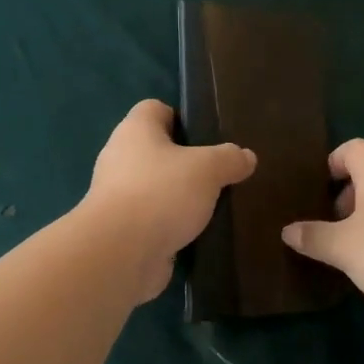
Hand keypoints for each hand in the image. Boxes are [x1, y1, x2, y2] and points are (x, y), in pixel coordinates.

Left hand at [83, 99, 256, 300]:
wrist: (120, 254)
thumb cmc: (161, 194)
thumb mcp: (207, 168)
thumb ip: (229, 159)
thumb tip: (246, 157)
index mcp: (135, 130)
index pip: (156, 109)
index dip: (183, 118)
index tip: (210, 137)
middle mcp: (120, 158)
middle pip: (158, 150)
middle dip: (187, 162)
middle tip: (220, 174)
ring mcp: (118, 196)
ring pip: (156, 187)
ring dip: (180, 197)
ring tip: (214, 206)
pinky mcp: (122, 229)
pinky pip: (153, 219)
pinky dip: (172, 225)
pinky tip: (197, 234)